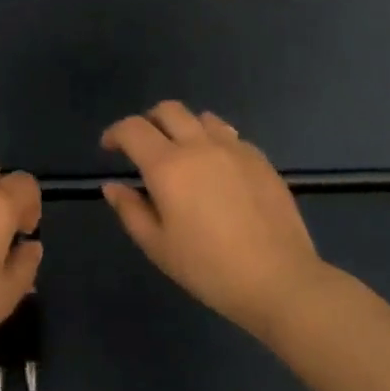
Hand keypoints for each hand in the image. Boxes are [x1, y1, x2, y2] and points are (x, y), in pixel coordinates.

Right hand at [101, 101, 324, 337]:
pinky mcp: (261, 160)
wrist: (279, 280)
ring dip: (184, 127)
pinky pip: (231, 136)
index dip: (115, 133)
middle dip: (149, 121)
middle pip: (168, 110)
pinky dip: (214, 142)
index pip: (133, 128)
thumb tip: (113, 186)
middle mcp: (199, 146)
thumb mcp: (158, 246)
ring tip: (183, 155)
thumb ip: (130, 210)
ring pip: (202, 118)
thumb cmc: (208, 268)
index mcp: (168, 166)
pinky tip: (218, 171)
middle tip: (143, 147)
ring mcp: (235, 149)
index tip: (110, 148)